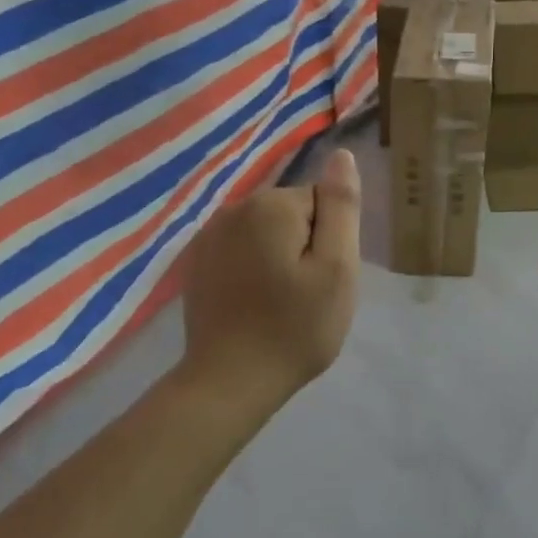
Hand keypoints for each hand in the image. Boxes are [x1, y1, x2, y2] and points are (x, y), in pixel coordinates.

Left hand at [180, 148, 361, 407]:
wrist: (229, 381)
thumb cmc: (294, 328)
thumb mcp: (337, 269)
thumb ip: (341, 208)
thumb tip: (342, 155)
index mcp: (271, 205)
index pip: (322, 204)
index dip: (330, 243)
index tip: (323, 280)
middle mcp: (234, 208)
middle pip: (291, 215)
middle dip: (304, 248)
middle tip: (306, 296)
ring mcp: (208, 236)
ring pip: (265, 234)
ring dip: (277, 259)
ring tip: (279, 303)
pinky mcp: (195, 263)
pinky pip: (239, 251)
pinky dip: (251, 271)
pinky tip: (251, 305)